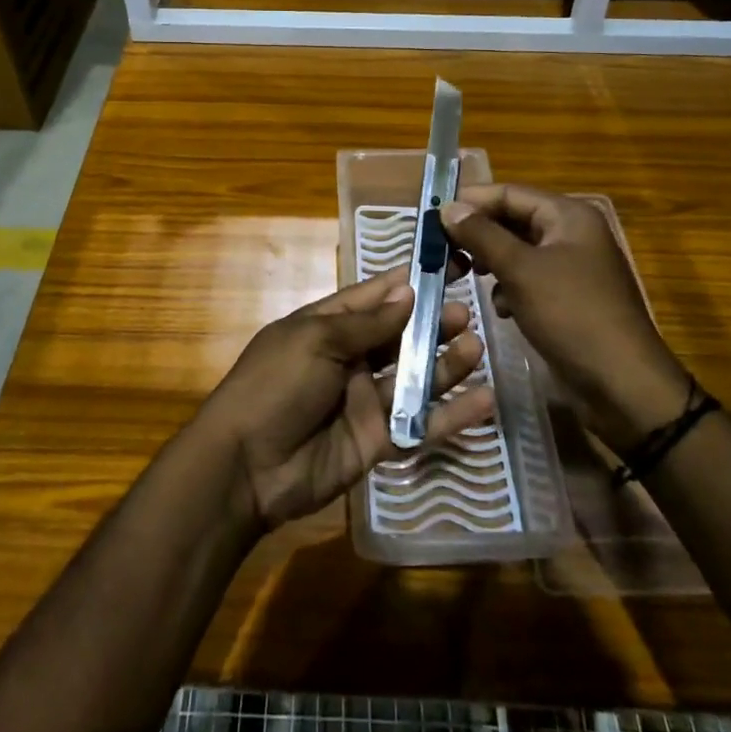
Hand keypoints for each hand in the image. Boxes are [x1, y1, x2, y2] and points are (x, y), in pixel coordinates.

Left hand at [195, 266, 495, 532]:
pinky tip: (484, 400)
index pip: (374, 297)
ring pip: (414, 377)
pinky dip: (451, 414)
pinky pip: (420, 424)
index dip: (409, 282)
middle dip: (432, 322)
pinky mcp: (378, 440)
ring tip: (476, 346)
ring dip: (445, 362)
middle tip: (467, 310)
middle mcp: (349, 359)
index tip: (447, 264)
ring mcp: (365, 401)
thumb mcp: (315, 341)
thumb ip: (366, 323)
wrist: (246, 466)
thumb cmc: (275, 385)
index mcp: (327, 326)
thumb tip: (407, 292)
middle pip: (400, 336)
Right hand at [441, 185, 688, 450]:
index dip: (470, 201)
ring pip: (517, 252)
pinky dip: (509, 289)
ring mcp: (571, 268)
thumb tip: (448, 208)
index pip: (508, 192)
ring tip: (463, 277)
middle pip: (512, 220)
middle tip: (441, 251)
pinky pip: (528, 280)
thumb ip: (482, 235)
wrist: (623, 386)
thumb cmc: (572, 316)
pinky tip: (502, 309)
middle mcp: (571, 234)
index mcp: (568, 216)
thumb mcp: (521, 270)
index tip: (431, 216)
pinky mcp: (567, 299)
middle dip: (477, 235)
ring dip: (490, 263)